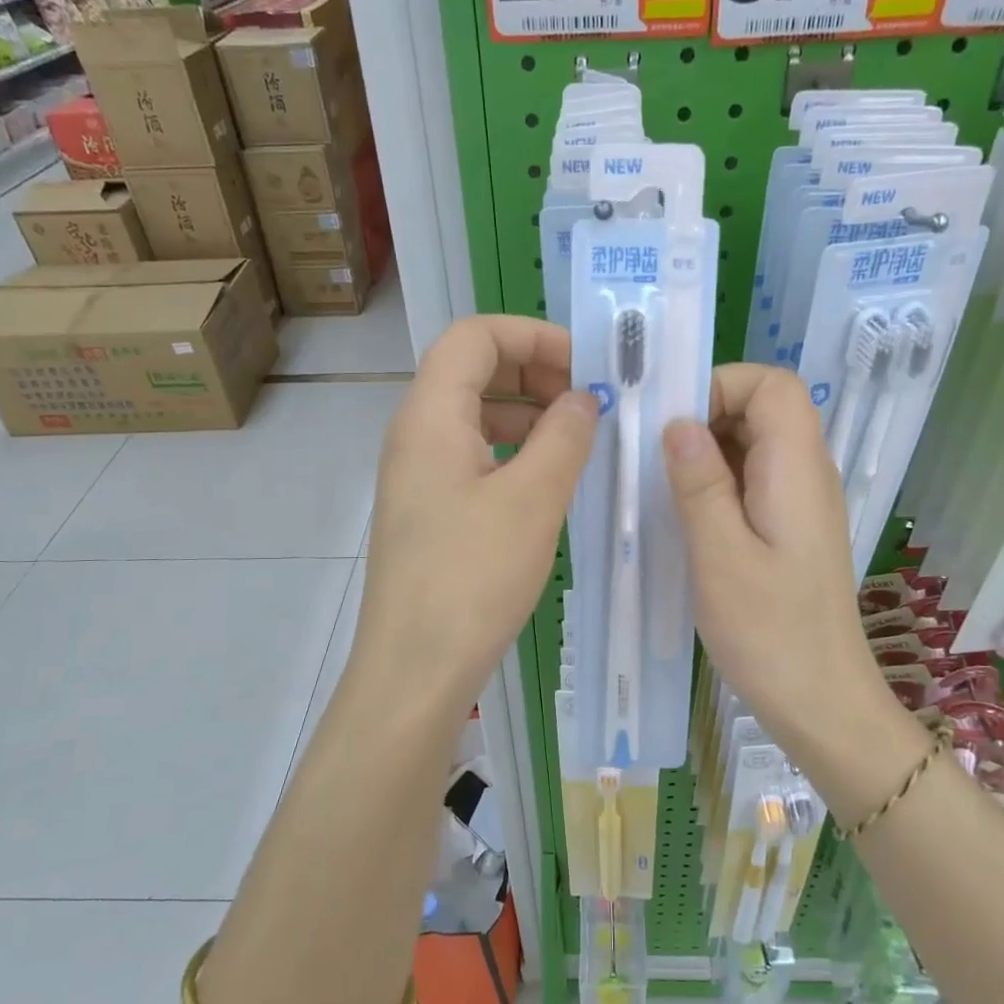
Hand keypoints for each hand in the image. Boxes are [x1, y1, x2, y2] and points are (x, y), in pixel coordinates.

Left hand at [353, 316, 595, 718]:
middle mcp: (415, 434)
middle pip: (472, 369)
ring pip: (474, 415)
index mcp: (430, 415)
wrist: (415, 669)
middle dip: (534, 371)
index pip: (475, 335)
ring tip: (578, 439)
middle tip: (588, 401)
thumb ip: (564, 436)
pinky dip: (512, 451)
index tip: (586, 365)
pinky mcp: (427, 510)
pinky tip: (547, 480)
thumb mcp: (533, 499)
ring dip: (527, 413)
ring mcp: (417, 474)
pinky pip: (472, 456)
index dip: (533, 335)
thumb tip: (583, 398)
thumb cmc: (473, 577)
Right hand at [662, 364, 900, 765]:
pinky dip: (717, 483)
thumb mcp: (720, 555)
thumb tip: (679, 423)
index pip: (772, 385)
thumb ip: (700, 483)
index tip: (671, 423)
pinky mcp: (791, 529)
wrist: (821, 701)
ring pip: (755, 445)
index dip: (721, 386)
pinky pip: (753, 480)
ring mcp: (801, 503)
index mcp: (797, 469)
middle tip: (652, 456)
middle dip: (705, 416)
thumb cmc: (769, 632)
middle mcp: (807, 475)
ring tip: (660, 486)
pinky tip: (685, 516)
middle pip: (764, 409)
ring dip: (707, 453)